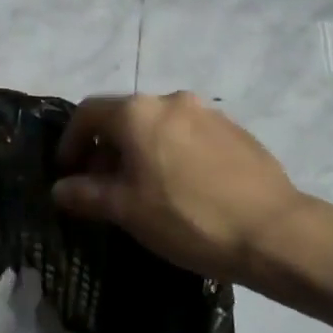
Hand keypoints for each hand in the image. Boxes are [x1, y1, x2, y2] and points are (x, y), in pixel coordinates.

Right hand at [52, 92, 315, 287]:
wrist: (273, 231)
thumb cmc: (187, 218)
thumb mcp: (127, 210)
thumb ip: (86, 194)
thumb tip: (60, 188)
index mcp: (138, 112)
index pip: (88, 113)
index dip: (70, 141)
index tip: (67, 172)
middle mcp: (171, 100)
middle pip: (124, 117)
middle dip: (106, 148)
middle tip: (102, 186)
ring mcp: (207, 113)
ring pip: (158, 126)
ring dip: (140, 150)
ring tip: (143, 189)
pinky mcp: (235, 130)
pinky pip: (189, 135)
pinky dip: (172, 153)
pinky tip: (182, 188)